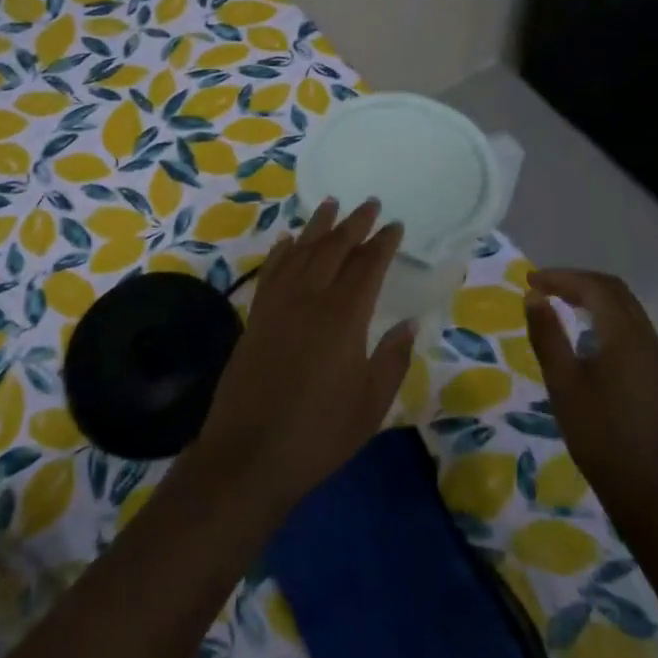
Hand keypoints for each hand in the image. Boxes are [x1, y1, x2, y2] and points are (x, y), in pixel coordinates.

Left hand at [192, 199, 413, 515]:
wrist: (249, 453)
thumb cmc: (320, 433)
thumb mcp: (371, 404)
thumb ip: (392, 358)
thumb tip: (407, 323)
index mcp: (344, 316)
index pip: (368, 265)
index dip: (383, 243)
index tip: (395, 225)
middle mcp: (310, 298)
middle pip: (334, 248)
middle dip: (354, 223)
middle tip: (370, 204)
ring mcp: (278, 304)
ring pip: (301, 251)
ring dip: (318, 226)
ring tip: (331, 204)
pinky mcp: (256, 316)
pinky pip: (272, 271)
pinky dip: (283, 251)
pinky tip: (289, 241)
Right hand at [523, 269, 657, 529]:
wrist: (649, 489)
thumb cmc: (599, 434)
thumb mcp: (562, 383)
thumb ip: (547, 335)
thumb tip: (534, 297)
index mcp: (625, 335)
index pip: (594, 287)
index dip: (561, 277)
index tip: (529, 281)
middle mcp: (646, 337)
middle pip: (613, 290)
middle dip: (576, 281)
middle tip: (541, 287)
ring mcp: (655, 356)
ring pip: (624, 307)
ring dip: (591, 296)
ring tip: (557, 302)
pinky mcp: (656, 373)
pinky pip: (629, 325)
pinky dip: (603, 314)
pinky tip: (583, 331)